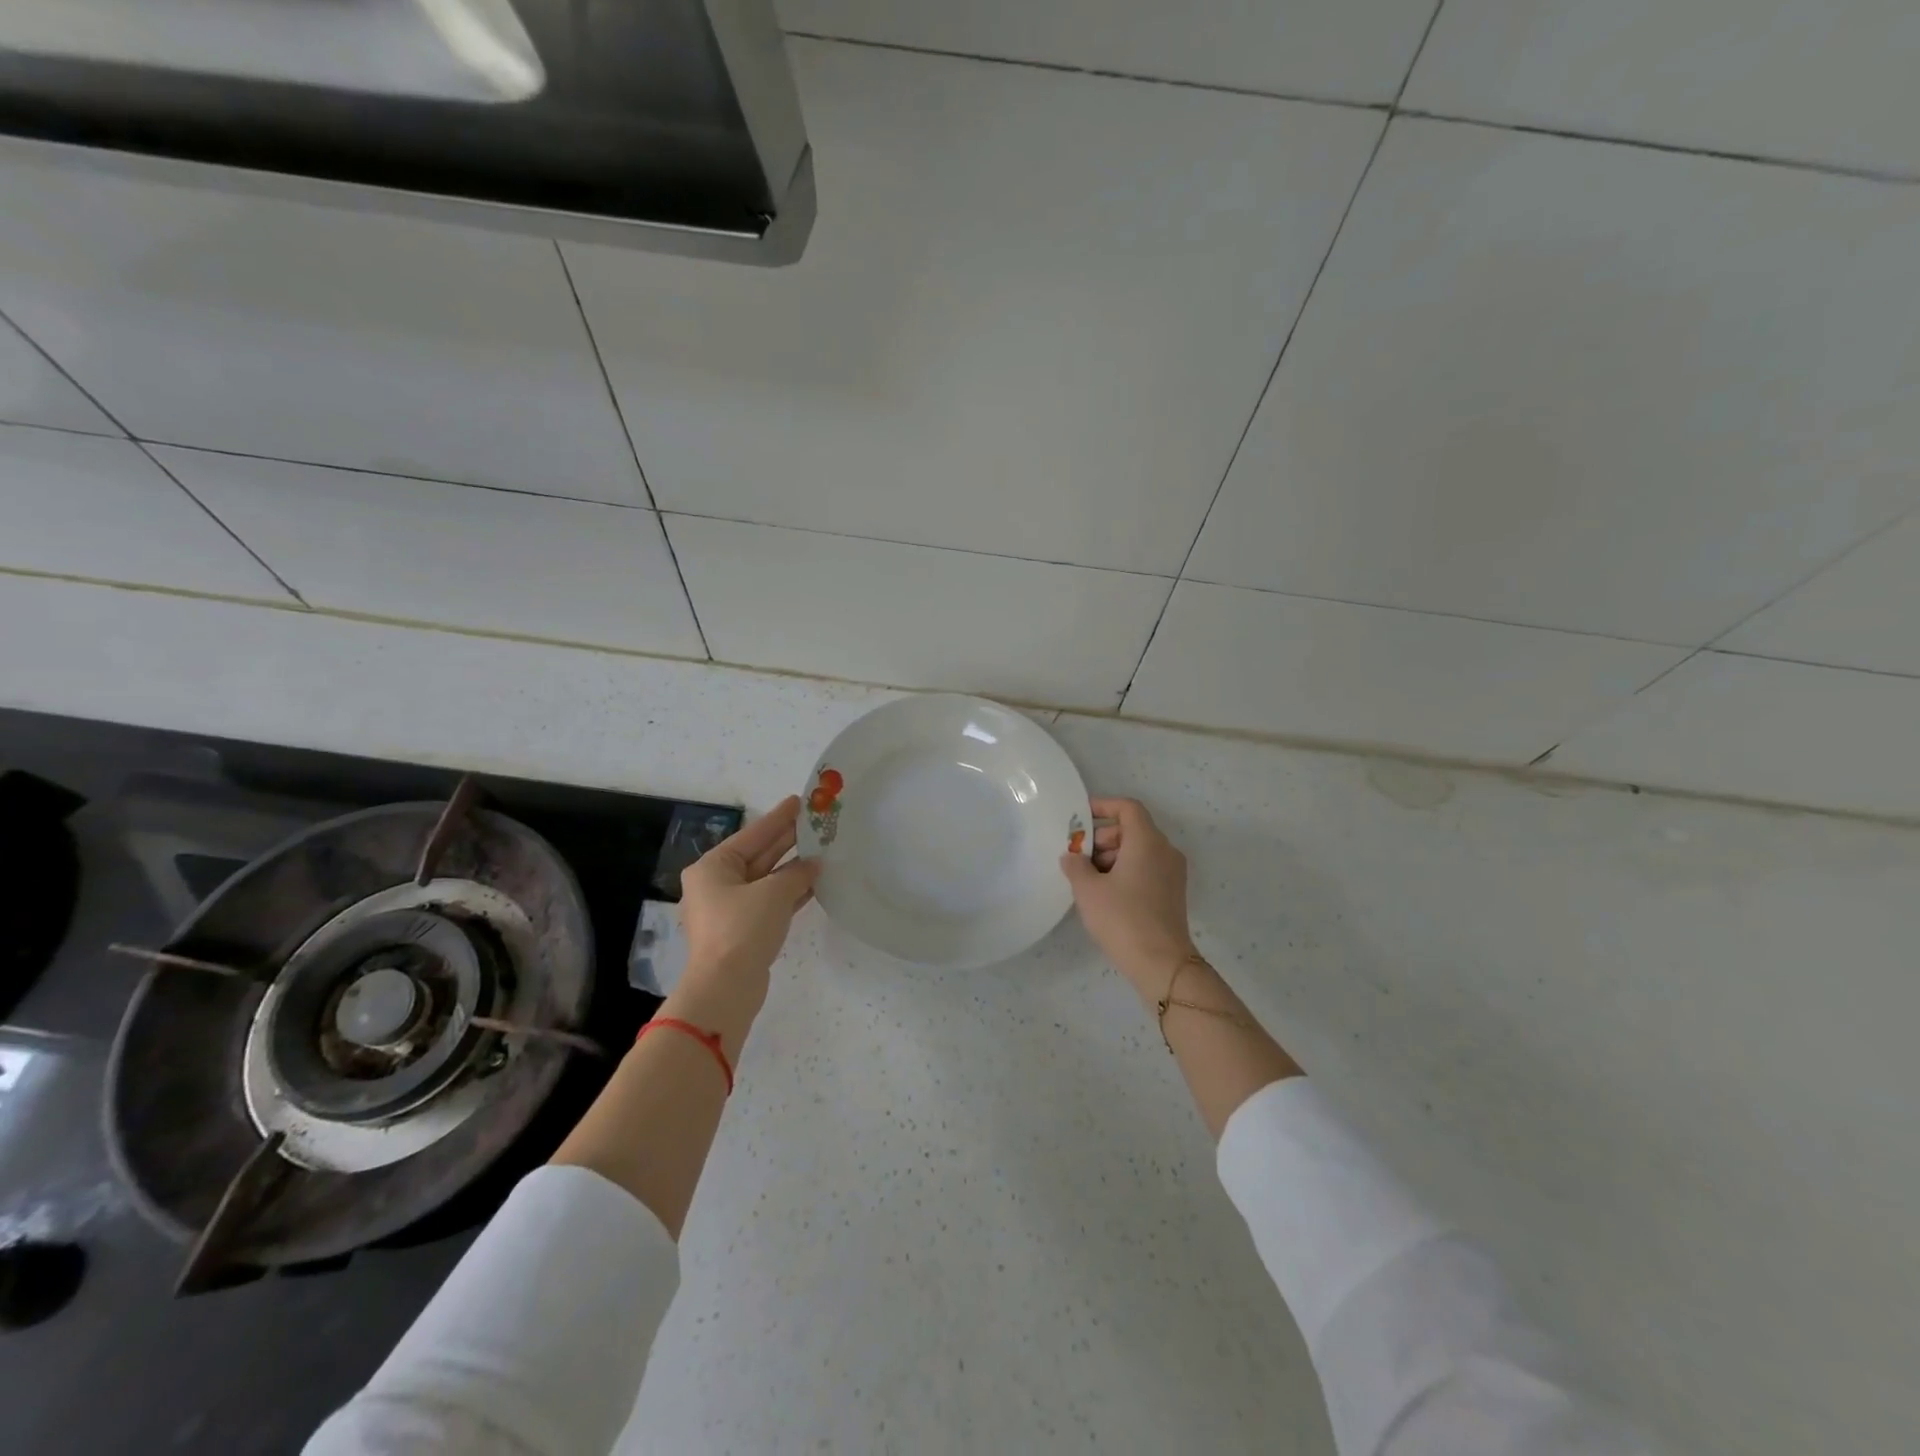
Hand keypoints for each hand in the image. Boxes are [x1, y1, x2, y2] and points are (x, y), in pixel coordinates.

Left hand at [678, 796, 819, 1004]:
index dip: (778, 818)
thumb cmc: (743, 929)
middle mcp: (717, 884)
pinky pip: (770, 901)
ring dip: (793, 868)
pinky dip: (790, 892)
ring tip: (822, 850)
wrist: (726, 988)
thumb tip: (814, 864)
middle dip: (787, 840)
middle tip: (815, 822)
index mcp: (713, 867)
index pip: (752, 834)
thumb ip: (797, 874)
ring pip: (766, 879)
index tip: (799, 800)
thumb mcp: (774, 893)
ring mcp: (729, 909)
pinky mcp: (743, 931)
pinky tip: (815, 883)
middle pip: (758, 855)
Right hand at [1060, 797, 1198, 999]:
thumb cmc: (1122, 918)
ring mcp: (1173, 873)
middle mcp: (1165, 851)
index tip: (1080, 817)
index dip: (1103, 806)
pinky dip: (1126, 870)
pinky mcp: (1172, 893)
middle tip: (1079, 857)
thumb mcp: (1088, 890)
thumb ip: (1076, 866)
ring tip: (1088, 879)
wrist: (1161, 963)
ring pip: (1139, 850)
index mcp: (1147, 841)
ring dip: (1112, 856)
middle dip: (1103, 837)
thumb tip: (1072, 857)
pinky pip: (1146, 868)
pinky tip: (1105, 894)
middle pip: (1132, 829)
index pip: (1128, 808)